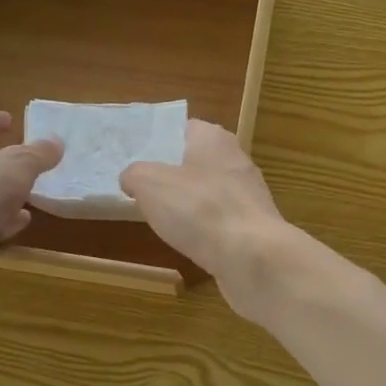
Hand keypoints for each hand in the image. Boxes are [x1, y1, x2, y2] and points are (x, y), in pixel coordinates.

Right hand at [120, 120, 298, 314]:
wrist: (252, 257)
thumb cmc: (199, 209)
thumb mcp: (149, 184)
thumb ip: (135, 174)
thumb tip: (131, 178)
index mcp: (214, 138)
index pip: (184, 129)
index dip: (161, 141)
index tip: (138, 158)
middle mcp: (236, 160)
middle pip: (197, 161)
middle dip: (173, 175)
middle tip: (144, 190)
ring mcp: (249, 195)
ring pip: (209, 193)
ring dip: (189, 204)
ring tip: (161, 219)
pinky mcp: (254, 226)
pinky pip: (220, 221)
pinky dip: (204, 229)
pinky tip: (188, 242)